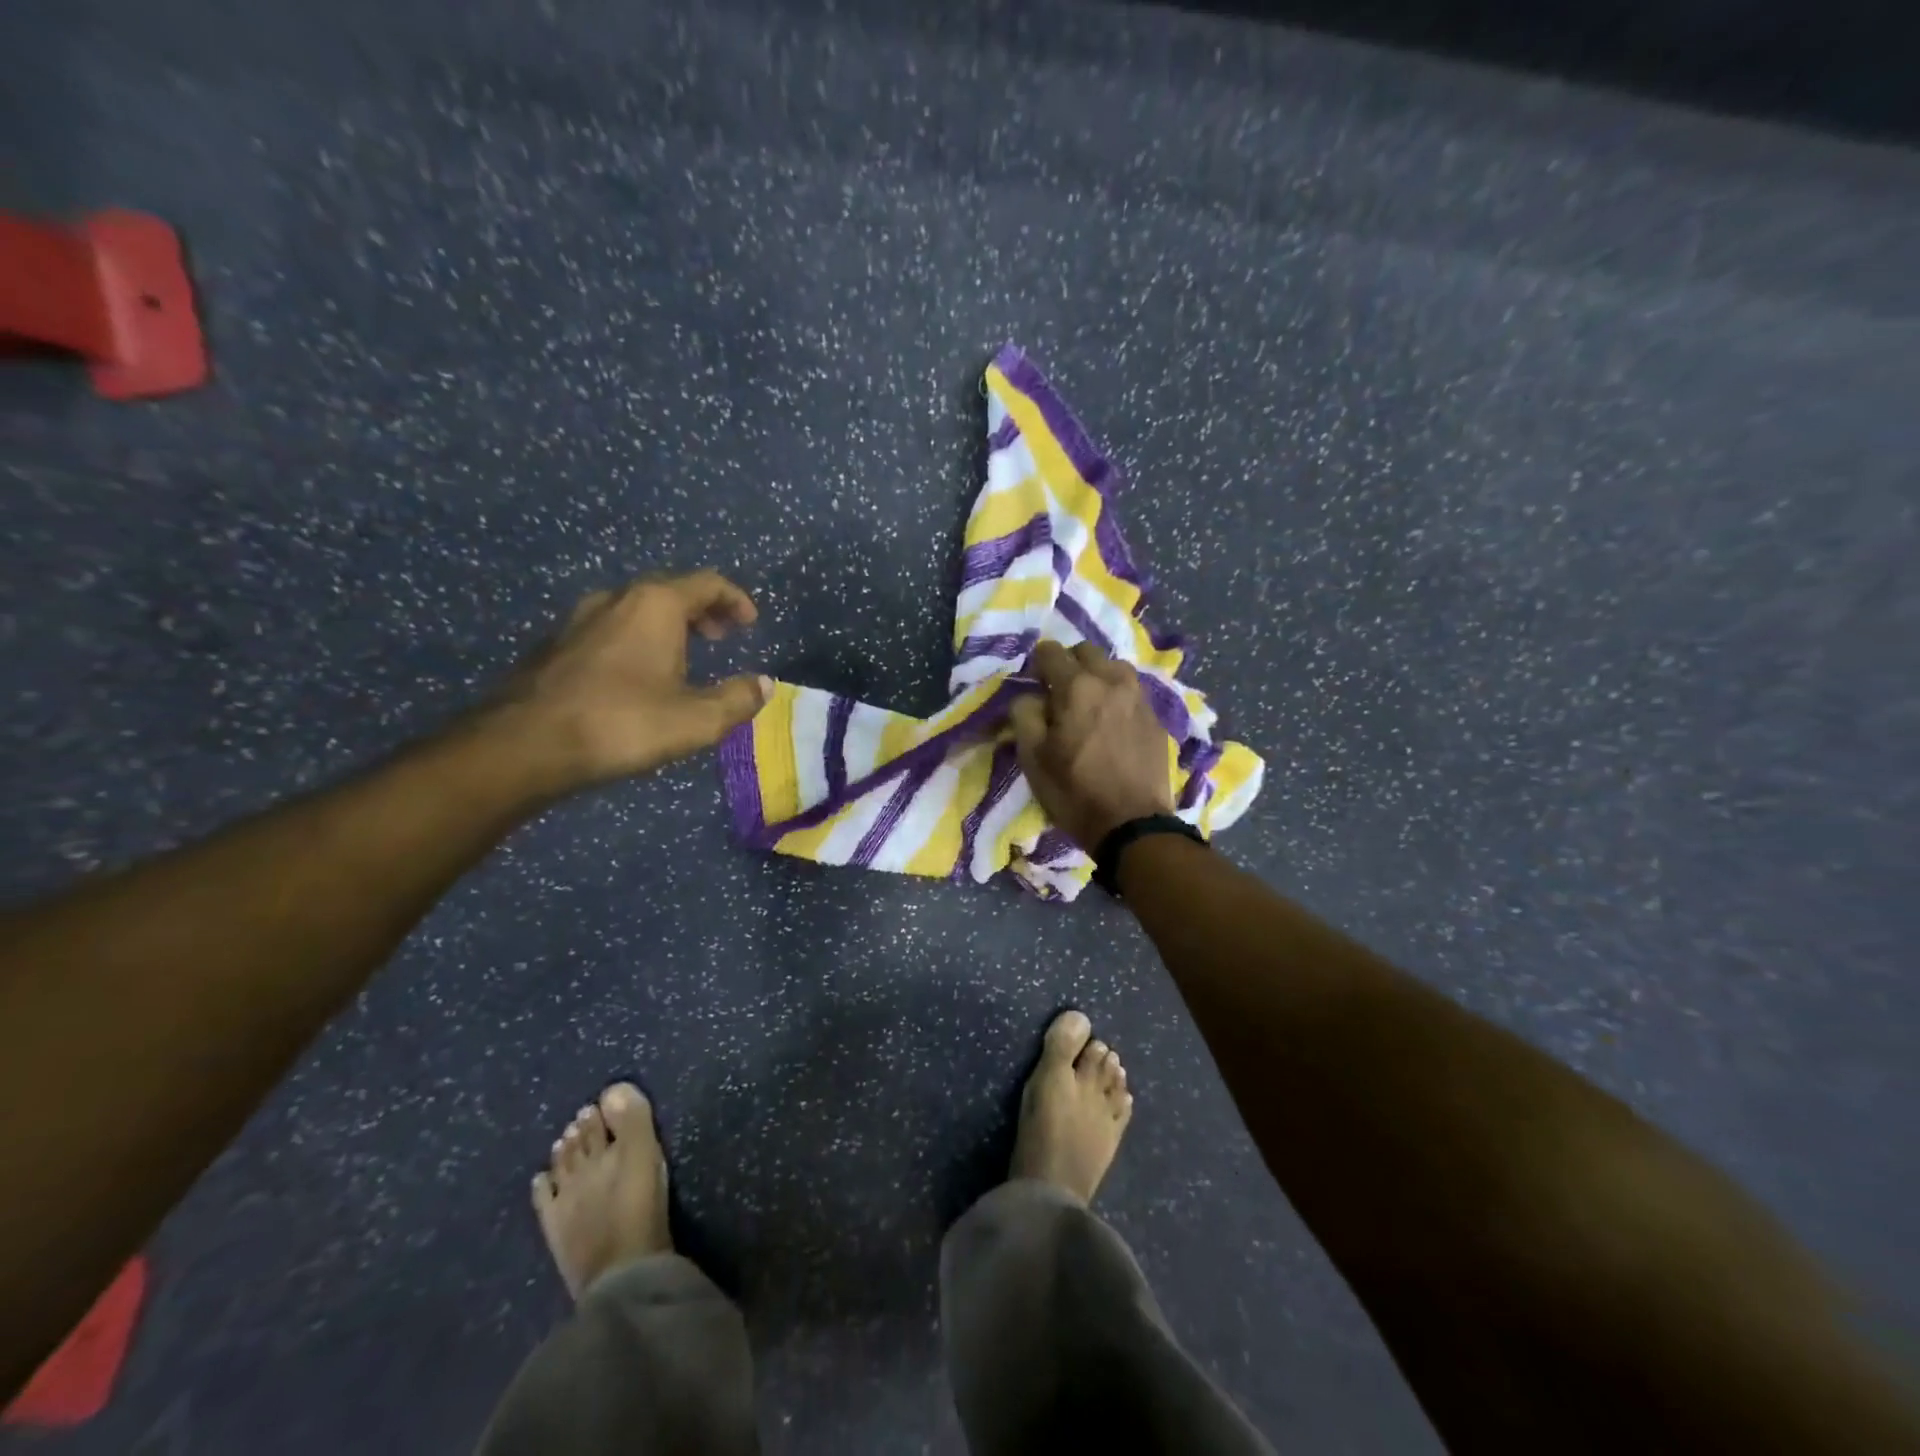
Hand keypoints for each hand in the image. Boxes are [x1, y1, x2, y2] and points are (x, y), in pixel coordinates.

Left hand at [491, 571, 770, 792]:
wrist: (526, 744)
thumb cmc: (622, 723)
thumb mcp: (697, 720)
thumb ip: (738, 699)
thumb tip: (764, 685)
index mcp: (655, 604)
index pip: (707, 583)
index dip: (735, 600)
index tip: (750, 623)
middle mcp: (617, 598)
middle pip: (670, 589)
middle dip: (702, 610)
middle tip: (720, 637)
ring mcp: (579, 619)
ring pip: (636, 607)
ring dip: (667, 624)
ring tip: (683, 656)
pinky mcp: (556, 644)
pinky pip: (610, 627)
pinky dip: (637, 638)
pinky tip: (637, 674)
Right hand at [1008, 641, 1173, 849]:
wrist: (1133, 825)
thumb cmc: (1074, 792)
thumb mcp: (1032, 758)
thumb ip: (1024, 714)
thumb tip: (1029, 696)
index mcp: (1077, 686)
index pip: (1050, 651)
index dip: (1036, 665)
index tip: (1034, 686)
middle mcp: (1112, 680)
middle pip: (1086, 651)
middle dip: (1069, 665)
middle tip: (1060, 695)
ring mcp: (1139, 698)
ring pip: (1114, 668)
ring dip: (1097, 677)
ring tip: (1089, 706)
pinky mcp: (1157, 718)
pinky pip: (1132, 693)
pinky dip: (1117, 699)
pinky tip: (1112, 726)